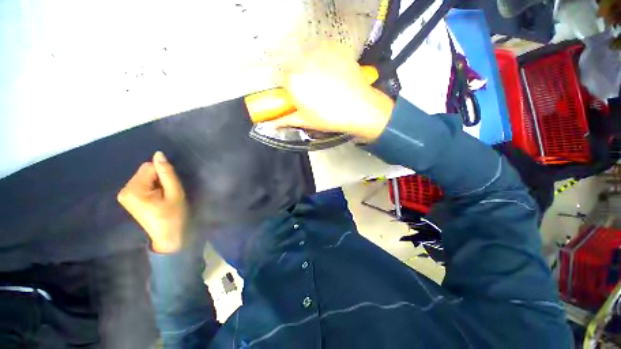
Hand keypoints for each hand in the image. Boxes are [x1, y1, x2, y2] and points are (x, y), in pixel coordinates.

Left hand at [117, 151, 186, 253]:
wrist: (168, 236)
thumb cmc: (174, 215)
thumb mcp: (175, 193)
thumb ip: (167, 173)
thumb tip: (159, 153)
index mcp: (133, 189)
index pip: (149, 167)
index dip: (164, 174)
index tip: (169, 188)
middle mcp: (124, 190)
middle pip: (145, 171)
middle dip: (159, 179)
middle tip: (167, 194)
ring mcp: (124, 194)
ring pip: (144, 176)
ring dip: (157, 183)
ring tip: (163, 197)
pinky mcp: (128, 198)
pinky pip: (142, 183)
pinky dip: (152, 187)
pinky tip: (157, 199)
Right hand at [264, 42, 394, 141]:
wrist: (359, 108)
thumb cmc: (329, 117)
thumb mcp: (306, 120)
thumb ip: (286, 120)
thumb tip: (272, 125)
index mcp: (293, 80)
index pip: (286, 79)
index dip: (294, 89)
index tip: (302, 96)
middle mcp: (303, 60)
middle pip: (296, 66)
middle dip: (303, 77)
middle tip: (316, 91)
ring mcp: (320, 51)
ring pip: (310, 57)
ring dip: (314, 67)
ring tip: (328, 83)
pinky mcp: (335, 47)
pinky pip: (325, 52)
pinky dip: (327, 60)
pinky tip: (335, 74)